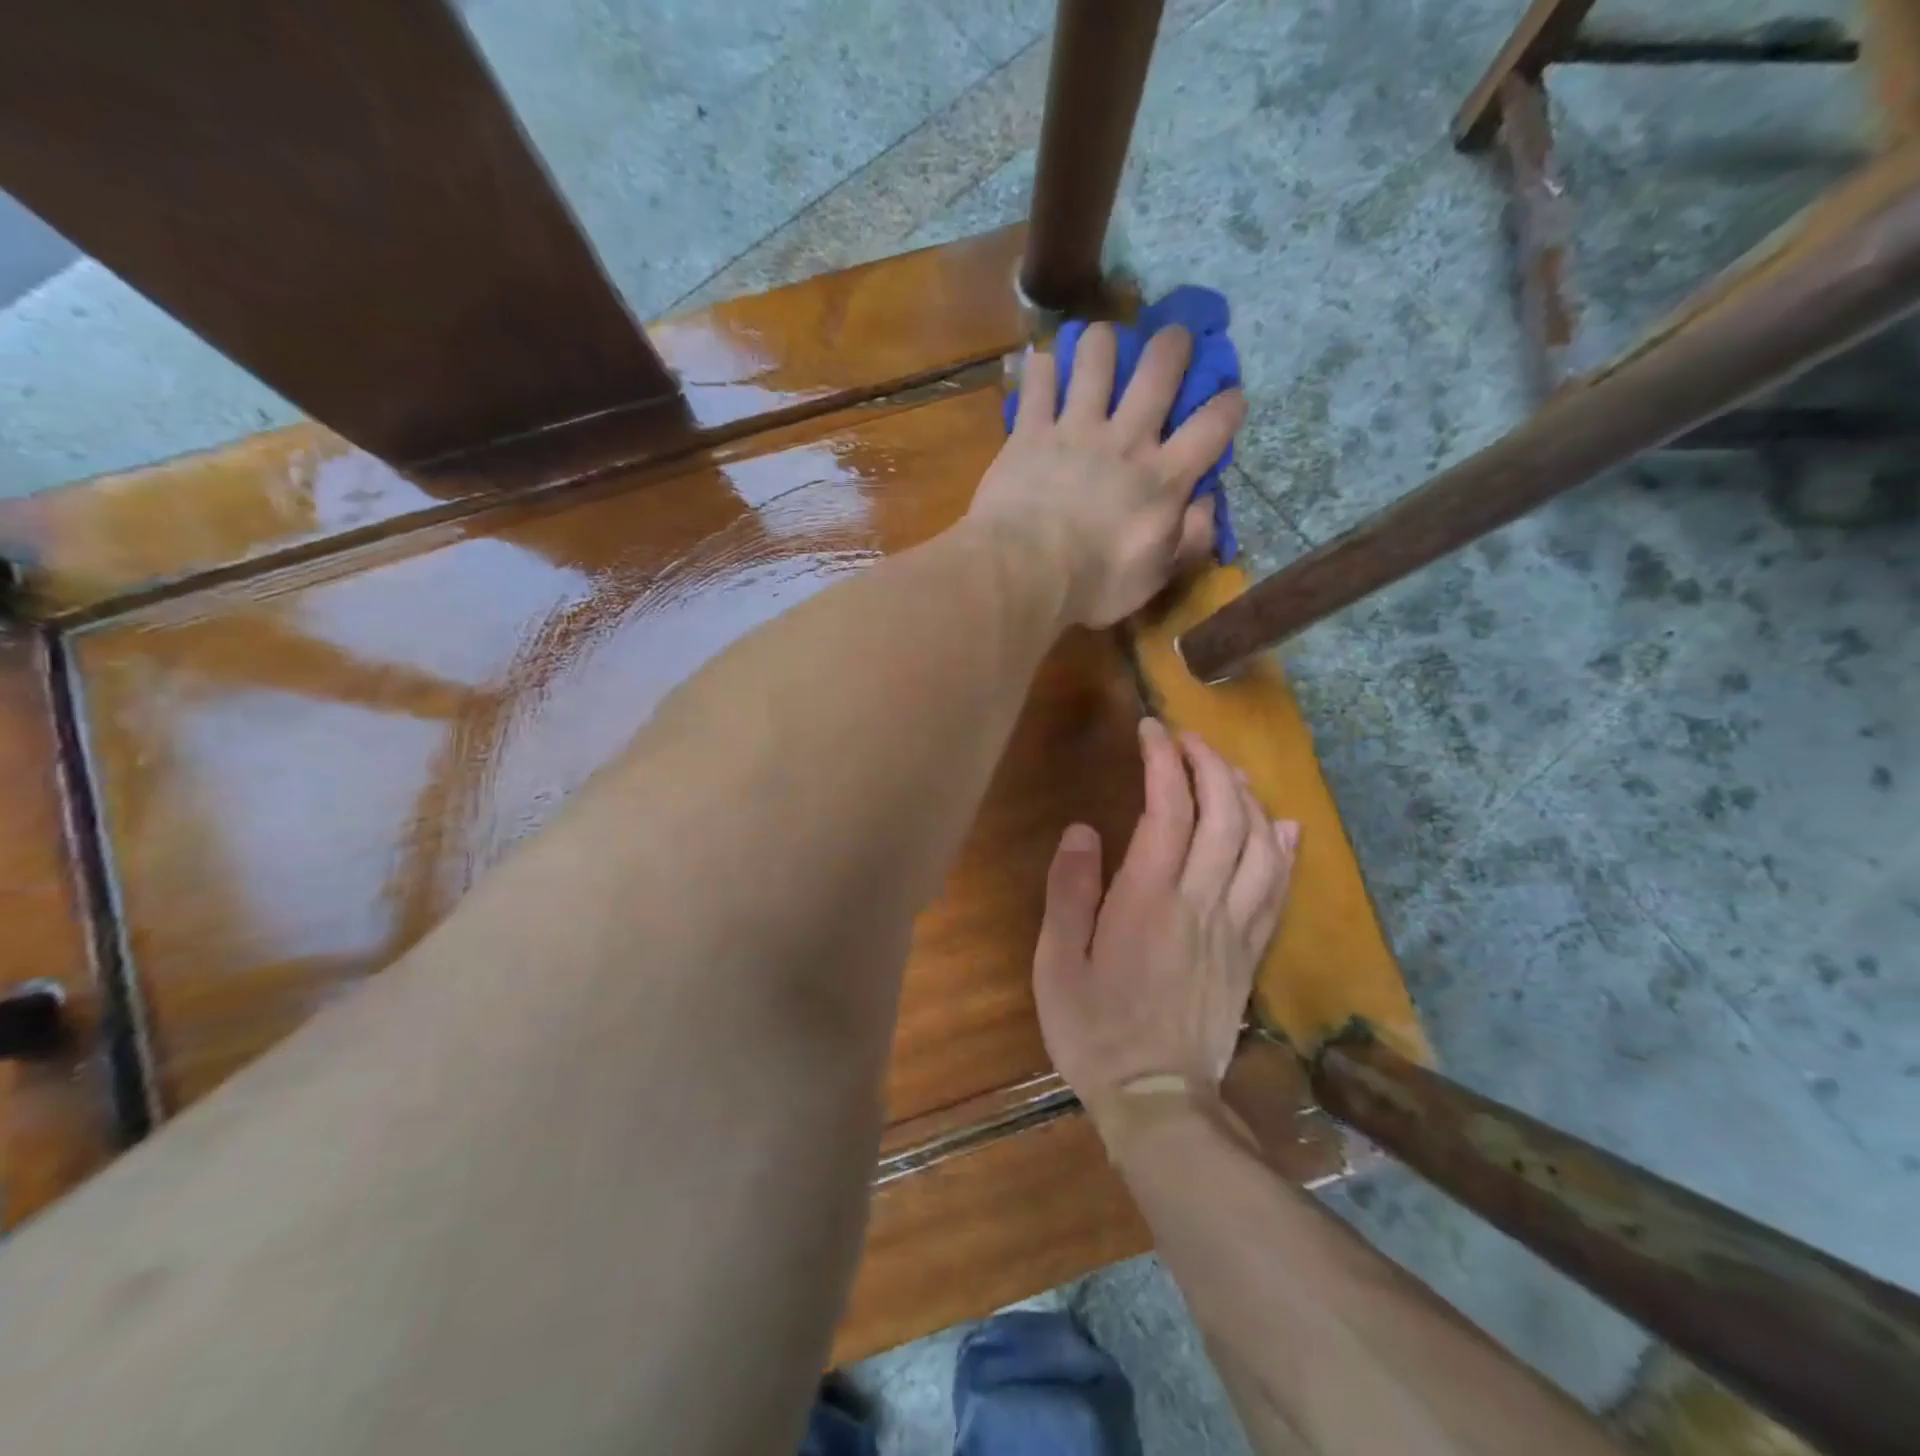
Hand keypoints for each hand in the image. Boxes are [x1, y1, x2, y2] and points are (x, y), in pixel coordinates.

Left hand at [967, 324, 1246, 627]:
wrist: (1025, 573)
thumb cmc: (1093, 584)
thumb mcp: (1155, 576)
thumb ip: (1189, 540)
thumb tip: (1207, 506)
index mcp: (1163, 477)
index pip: (1212, 427)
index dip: (1228, 406)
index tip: (1231, 397)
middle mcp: (1125, 439)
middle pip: (1159, 369)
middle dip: (1173, 344)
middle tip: (1173, 336)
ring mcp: (1075, 429)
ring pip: (1096, 357)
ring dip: (1102, 342)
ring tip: (1100, 343)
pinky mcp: (1029, 432)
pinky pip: (1038, 382)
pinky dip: (1041, 368)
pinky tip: (1043, 365)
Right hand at [1032, 717, 1298, 1140]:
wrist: (1157, 1099)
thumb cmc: (1094, 1028)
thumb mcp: (1058, 962)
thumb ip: (1070, 891)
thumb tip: (1084, 830)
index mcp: (1148, 899)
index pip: (1168, 809)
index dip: (1163, 760)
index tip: (1152, 730)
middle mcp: (1199, 902)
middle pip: (1224, 815)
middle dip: (1210, 764)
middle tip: (1187, 738)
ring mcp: (1234, 927)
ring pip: (1259, 844)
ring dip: (1247, 796)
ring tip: (1228, 770)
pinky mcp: (1250, 952)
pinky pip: (1279, 890)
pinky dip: (1286, 849)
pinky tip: (1284, 825)